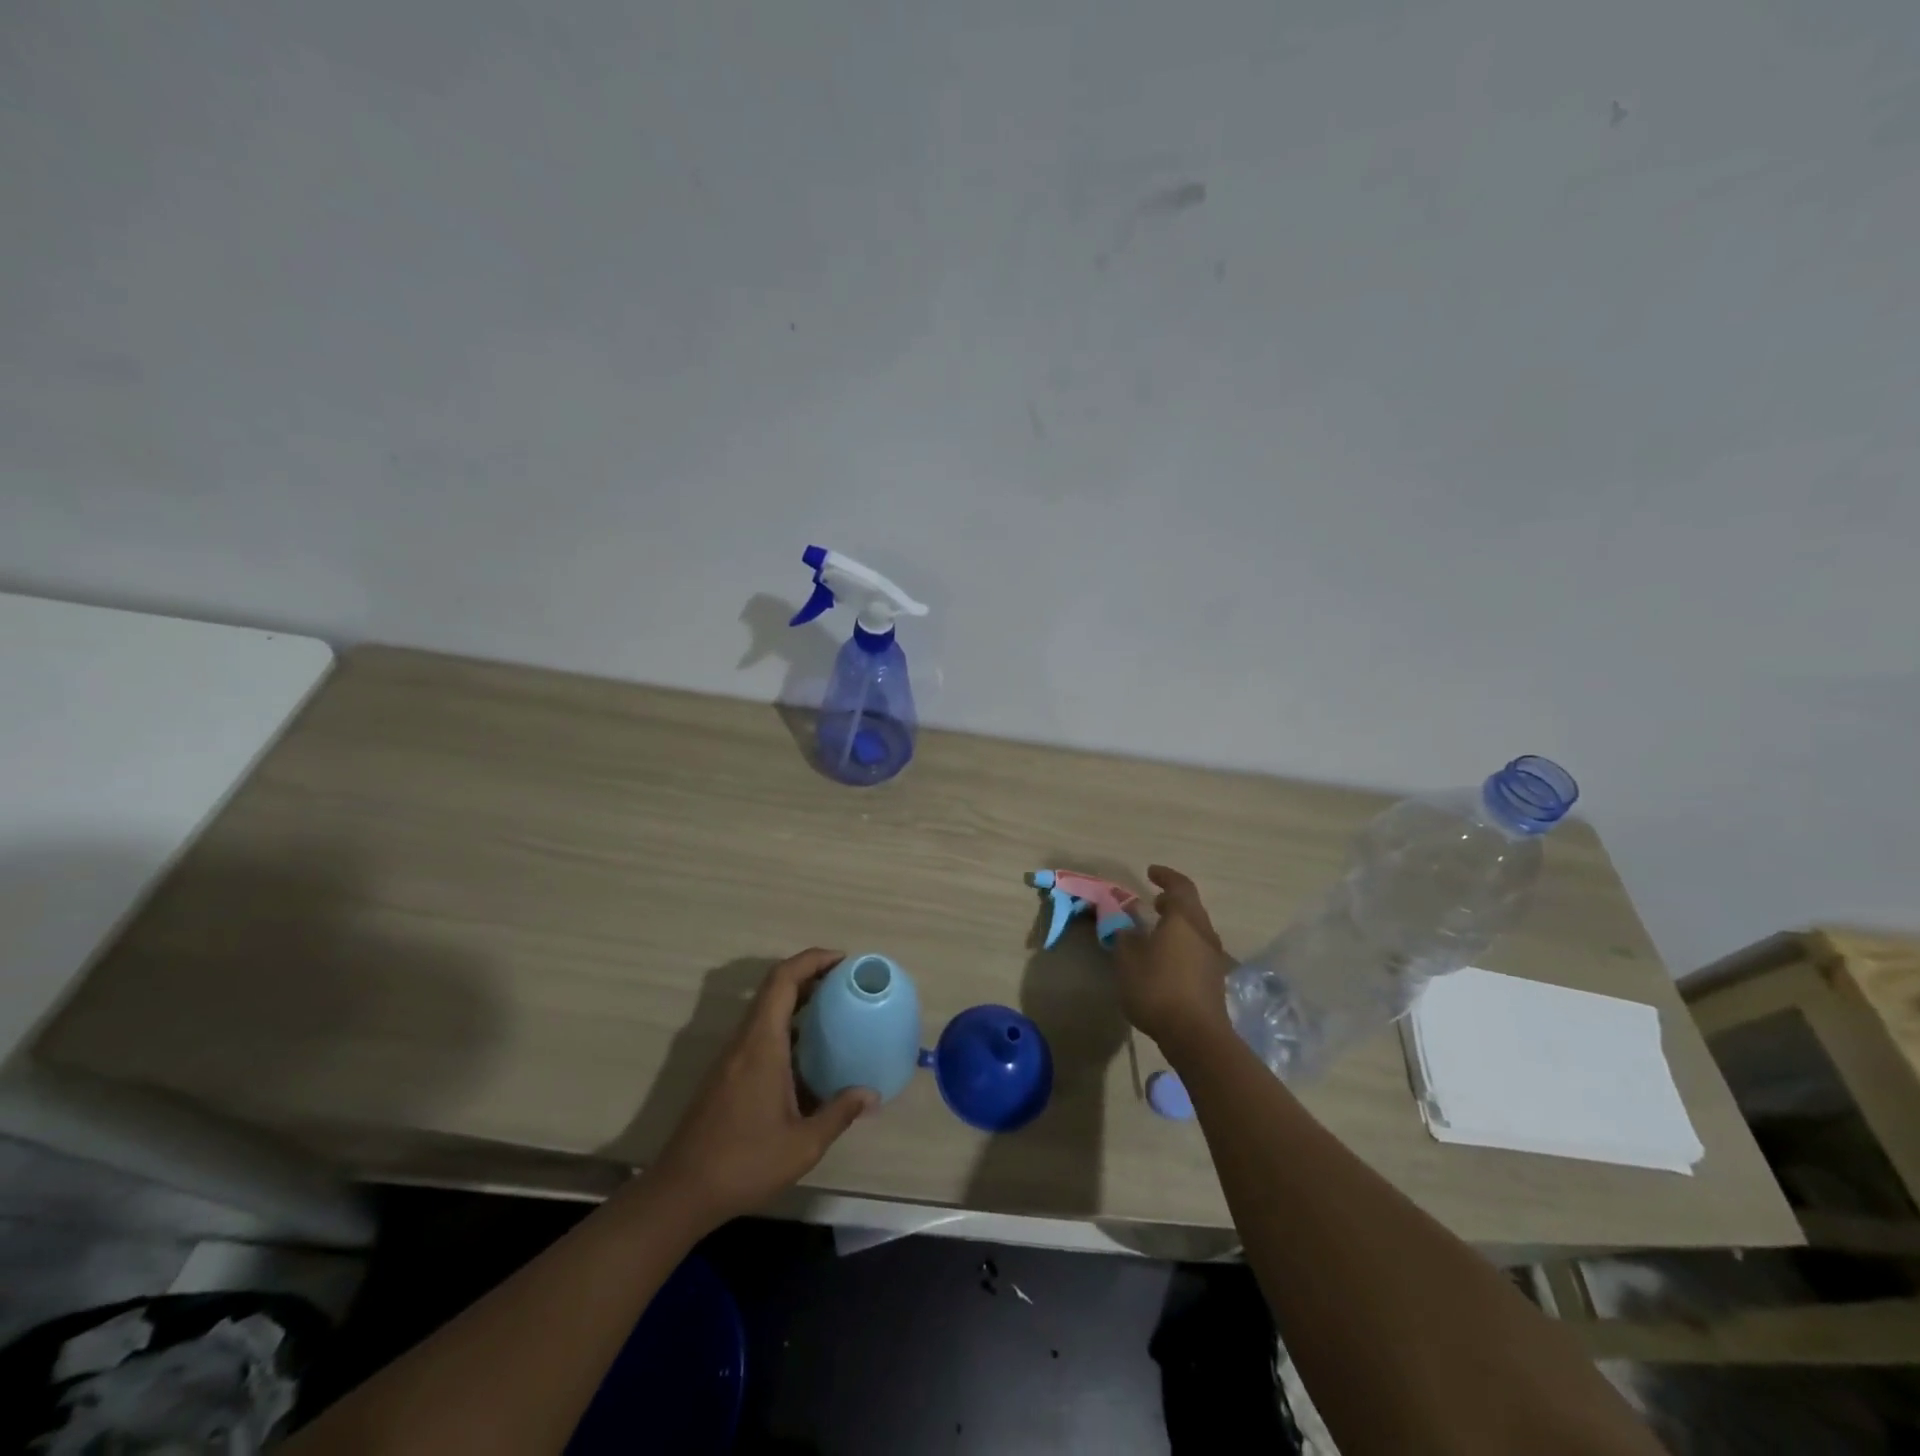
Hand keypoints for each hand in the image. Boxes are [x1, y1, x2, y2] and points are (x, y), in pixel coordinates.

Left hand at [649, 950, 876, 1224]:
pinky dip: (786, 1024)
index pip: (783, 980)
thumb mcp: (802, 1145)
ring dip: (798, 999)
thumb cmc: (743, 1163)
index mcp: (761, 1044)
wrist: (681, 1192)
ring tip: (834, 1010)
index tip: (843, 960)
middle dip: (810, 975)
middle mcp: (744, 1041)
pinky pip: (760, 1031)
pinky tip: (809, 1052)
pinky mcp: (726, 1073)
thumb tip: (871, 1094)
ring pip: (765, 1009)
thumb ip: (839, 1114)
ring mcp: (731, 1056)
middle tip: (846, 982)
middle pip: (774, 987)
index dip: (812, 959)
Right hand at [1112, 866, 1235, 1054]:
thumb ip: (1123, 936)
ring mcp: (1213, 957)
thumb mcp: (1127, 959)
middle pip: (1191, 907)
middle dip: (1173, 900)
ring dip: (1178, 923)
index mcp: (1184, 919)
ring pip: (1196, 929)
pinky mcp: (1214, 979)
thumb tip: (1124, 925)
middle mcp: (1204, 932)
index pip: (1180, 886)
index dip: (1165, 876)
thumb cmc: (1157, 988)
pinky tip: (1166, 958)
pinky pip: (1197, 949)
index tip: (1150, 872)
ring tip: (1157, 930)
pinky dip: (1182, 943)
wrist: (1196, 1036)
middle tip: (1154, 901)